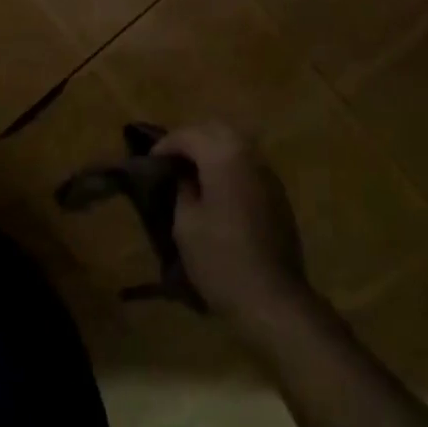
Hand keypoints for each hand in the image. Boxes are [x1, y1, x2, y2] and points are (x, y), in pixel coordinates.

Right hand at [157, 124, 316, 340]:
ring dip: (212, 150)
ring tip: (190, 173)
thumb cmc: (221, 260)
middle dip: (191, 139)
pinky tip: (216, 188)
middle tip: (170, 160)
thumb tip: (183, 176)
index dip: (166, 144)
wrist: (272, 297)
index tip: (150, 162)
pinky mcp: (277, 193)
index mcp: (224, 157)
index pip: (190, 134)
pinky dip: (229, 165)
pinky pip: (248, 164)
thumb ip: (182, 189)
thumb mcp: (186, 225)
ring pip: (236, 144)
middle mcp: (250, 155)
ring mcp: (268, 173)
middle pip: (217, 129)